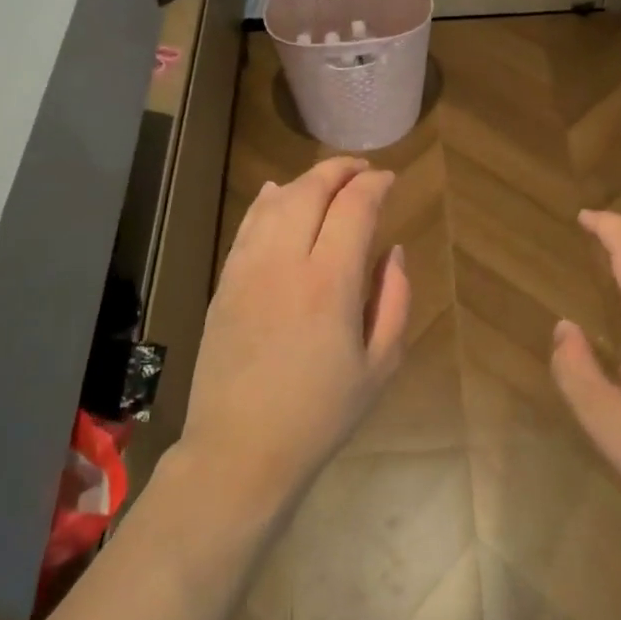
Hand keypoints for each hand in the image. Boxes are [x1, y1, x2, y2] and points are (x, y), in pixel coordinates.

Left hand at [177, 156, 410, 510]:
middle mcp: (285, 263)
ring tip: (328, 179)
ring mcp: (247, 270)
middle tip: (362, 169)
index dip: (374, 184)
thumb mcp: (380, 365)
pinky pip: (247, 226)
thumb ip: (395, 300)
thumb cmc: (321, 415)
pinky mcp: (224, 284)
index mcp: (330, 283)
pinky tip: (276, 194)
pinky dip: (266, 202)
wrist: (241, 450)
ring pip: (275, 202)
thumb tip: (394, 252)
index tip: (390, 180)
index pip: (354, 208)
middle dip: (340, 170)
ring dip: (305, 181)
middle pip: (310, 191)